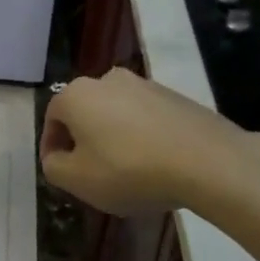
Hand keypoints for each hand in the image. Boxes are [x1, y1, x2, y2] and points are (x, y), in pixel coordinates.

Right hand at [40, 67, 259, 218]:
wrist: (209, 162)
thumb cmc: (130, 170)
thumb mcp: (77, 180)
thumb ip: (53, 167)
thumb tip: (56, 157)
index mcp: (76, 94)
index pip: (51, 119)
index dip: (51, 148)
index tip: (60, 172)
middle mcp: (107, 79)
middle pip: (84, 112)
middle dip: (83, 140)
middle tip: (91, 173)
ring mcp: (145, 85)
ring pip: (116, 113)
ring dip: (113, 137)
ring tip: (126, 171)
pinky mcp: (175, 96)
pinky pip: (146, 118)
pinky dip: (142, 136)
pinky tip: (155, 164)